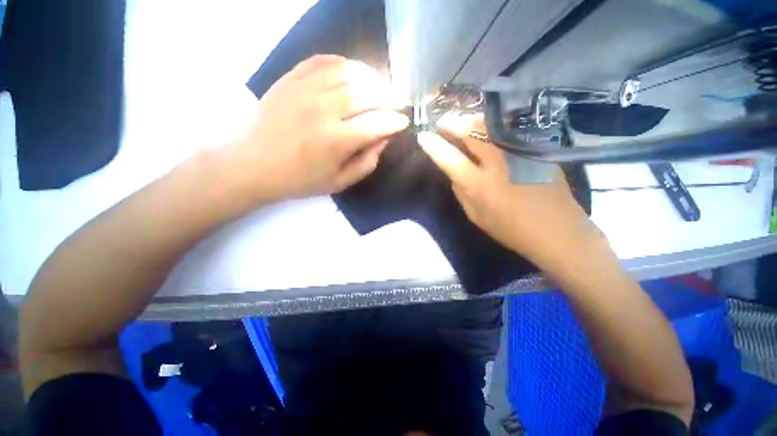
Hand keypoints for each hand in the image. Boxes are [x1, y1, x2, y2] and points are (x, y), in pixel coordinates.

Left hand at [225, 55, 408, 203]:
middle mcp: (323, 110)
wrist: (253, 165)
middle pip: (367, 93)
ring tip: (379, 87)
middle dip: (389, 97)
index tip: (403, 121)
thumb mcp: (339, 182)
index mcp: (336, 141)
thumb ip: (366, 162)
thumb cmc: (300, 179)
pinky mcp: (291, 79)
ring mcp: (305, 90)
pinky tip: (353, 73)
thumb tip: (384, 139)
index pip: (377, 124)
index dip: (395, 121)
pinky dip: (344, 64)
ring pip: (349, 72)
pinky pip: (324, 61)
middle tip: (395, 103)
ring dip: (371, 78)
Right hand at [417, 114, 603, 265]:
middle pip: (471, 133)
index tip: (423, 136)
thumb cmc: (511, 230)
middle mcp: (498, 164)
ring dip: (471, 120)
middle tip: (443, 121)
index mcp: (480, 186)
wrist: (557, 232)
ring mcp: (520, 153)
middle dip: (452, 123)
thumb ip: (461, 193)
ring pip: (491, 126)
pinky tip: (486, 126)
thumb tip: (454, 173)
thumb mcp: (476, 217)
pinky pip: (509, 129)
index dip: (434, 146)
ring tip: (461, 120)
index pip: (450, 159)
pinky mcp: (536, 150)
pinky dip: (492, 124)